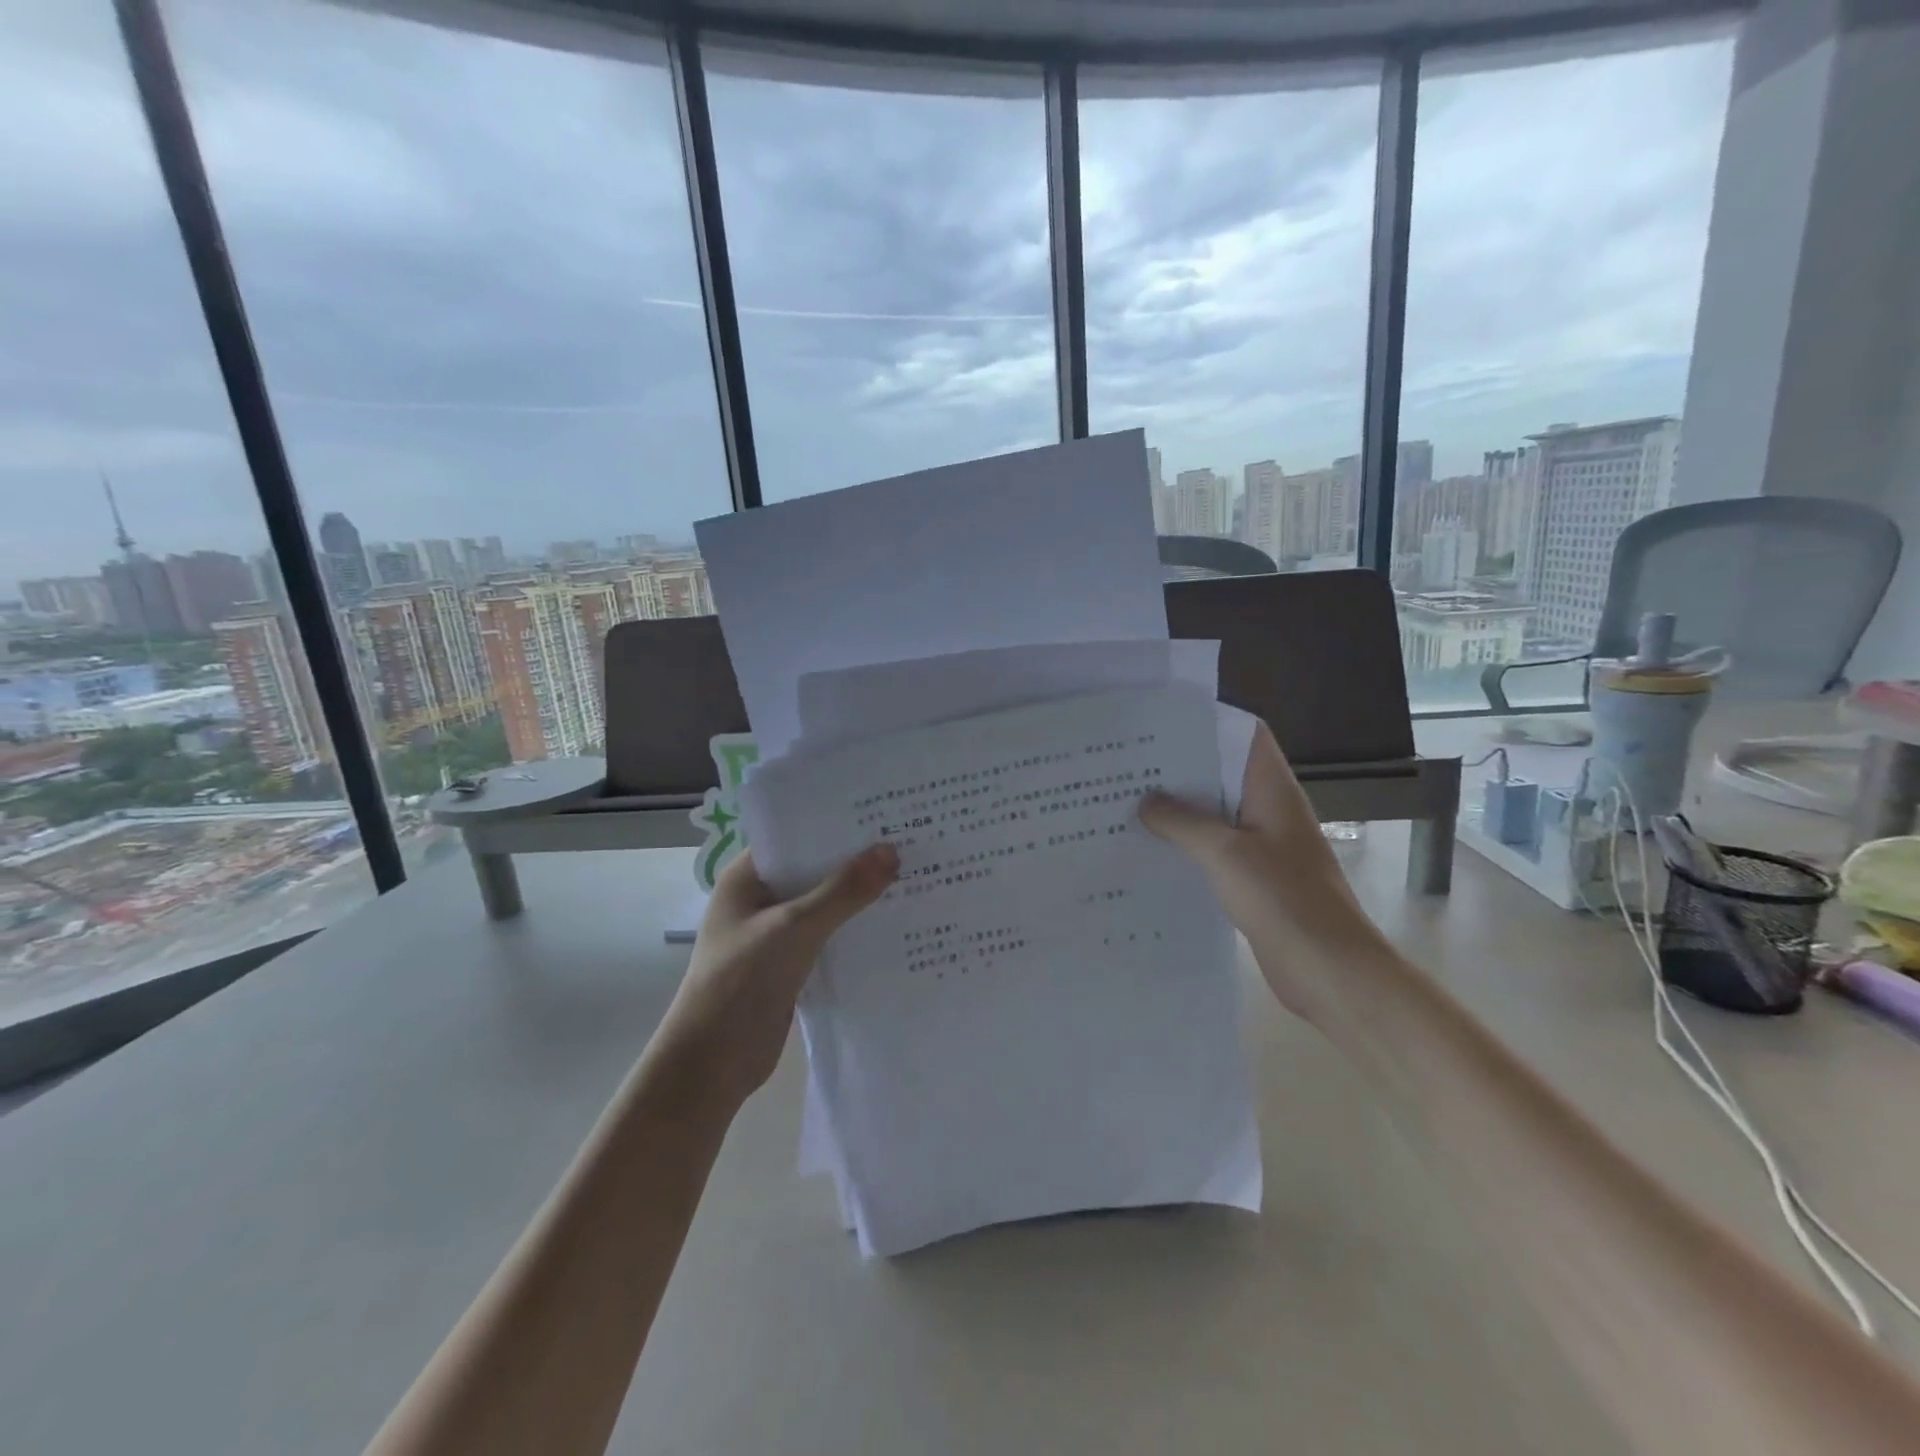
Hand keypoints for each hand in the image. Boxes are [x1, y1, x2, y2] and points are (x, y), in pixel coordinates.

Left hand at [650, 844, 898, 1116]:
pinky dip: (855, 928)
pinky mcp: (791, 963)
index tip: (882, 811)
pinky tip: (895, 920)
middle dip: (855, 859)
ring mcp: (776, 933)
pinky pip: (829, 935)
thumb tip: (891, 851)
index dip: (835, 822)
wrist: (712, 1065)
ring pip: (825, 903)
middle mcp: (761, 899)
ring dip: (859, 895)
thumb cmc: (740, 983)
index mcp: (747, 877)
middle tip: (909, 838)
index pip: (795, 835)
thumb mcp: (794, 929)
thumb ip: (842, 891)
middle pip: (814, 869)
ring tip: (913, 872)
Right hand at [1139, 722, 1387, 1020]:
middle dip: (1179, 769)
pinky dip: (1186, 846)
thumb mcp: (1224, 853)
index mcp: (1272, 791)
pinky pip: (1214, 850)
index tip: (1160, 723)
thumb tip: (1146, 800)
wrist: (1329, 971)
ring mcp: (1263, 846)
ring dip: (1179, 810)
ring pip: (1215, 814)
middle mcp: (1269, 811)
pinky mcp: (1254, 879)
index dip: (1208, 723)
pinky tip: (1150, 850)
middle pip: (1223, 774)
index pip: (1245, 736)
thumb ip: (1182, 822)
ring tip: (1127, 802)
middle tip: (1127, 763)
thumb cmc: (1283, 899)